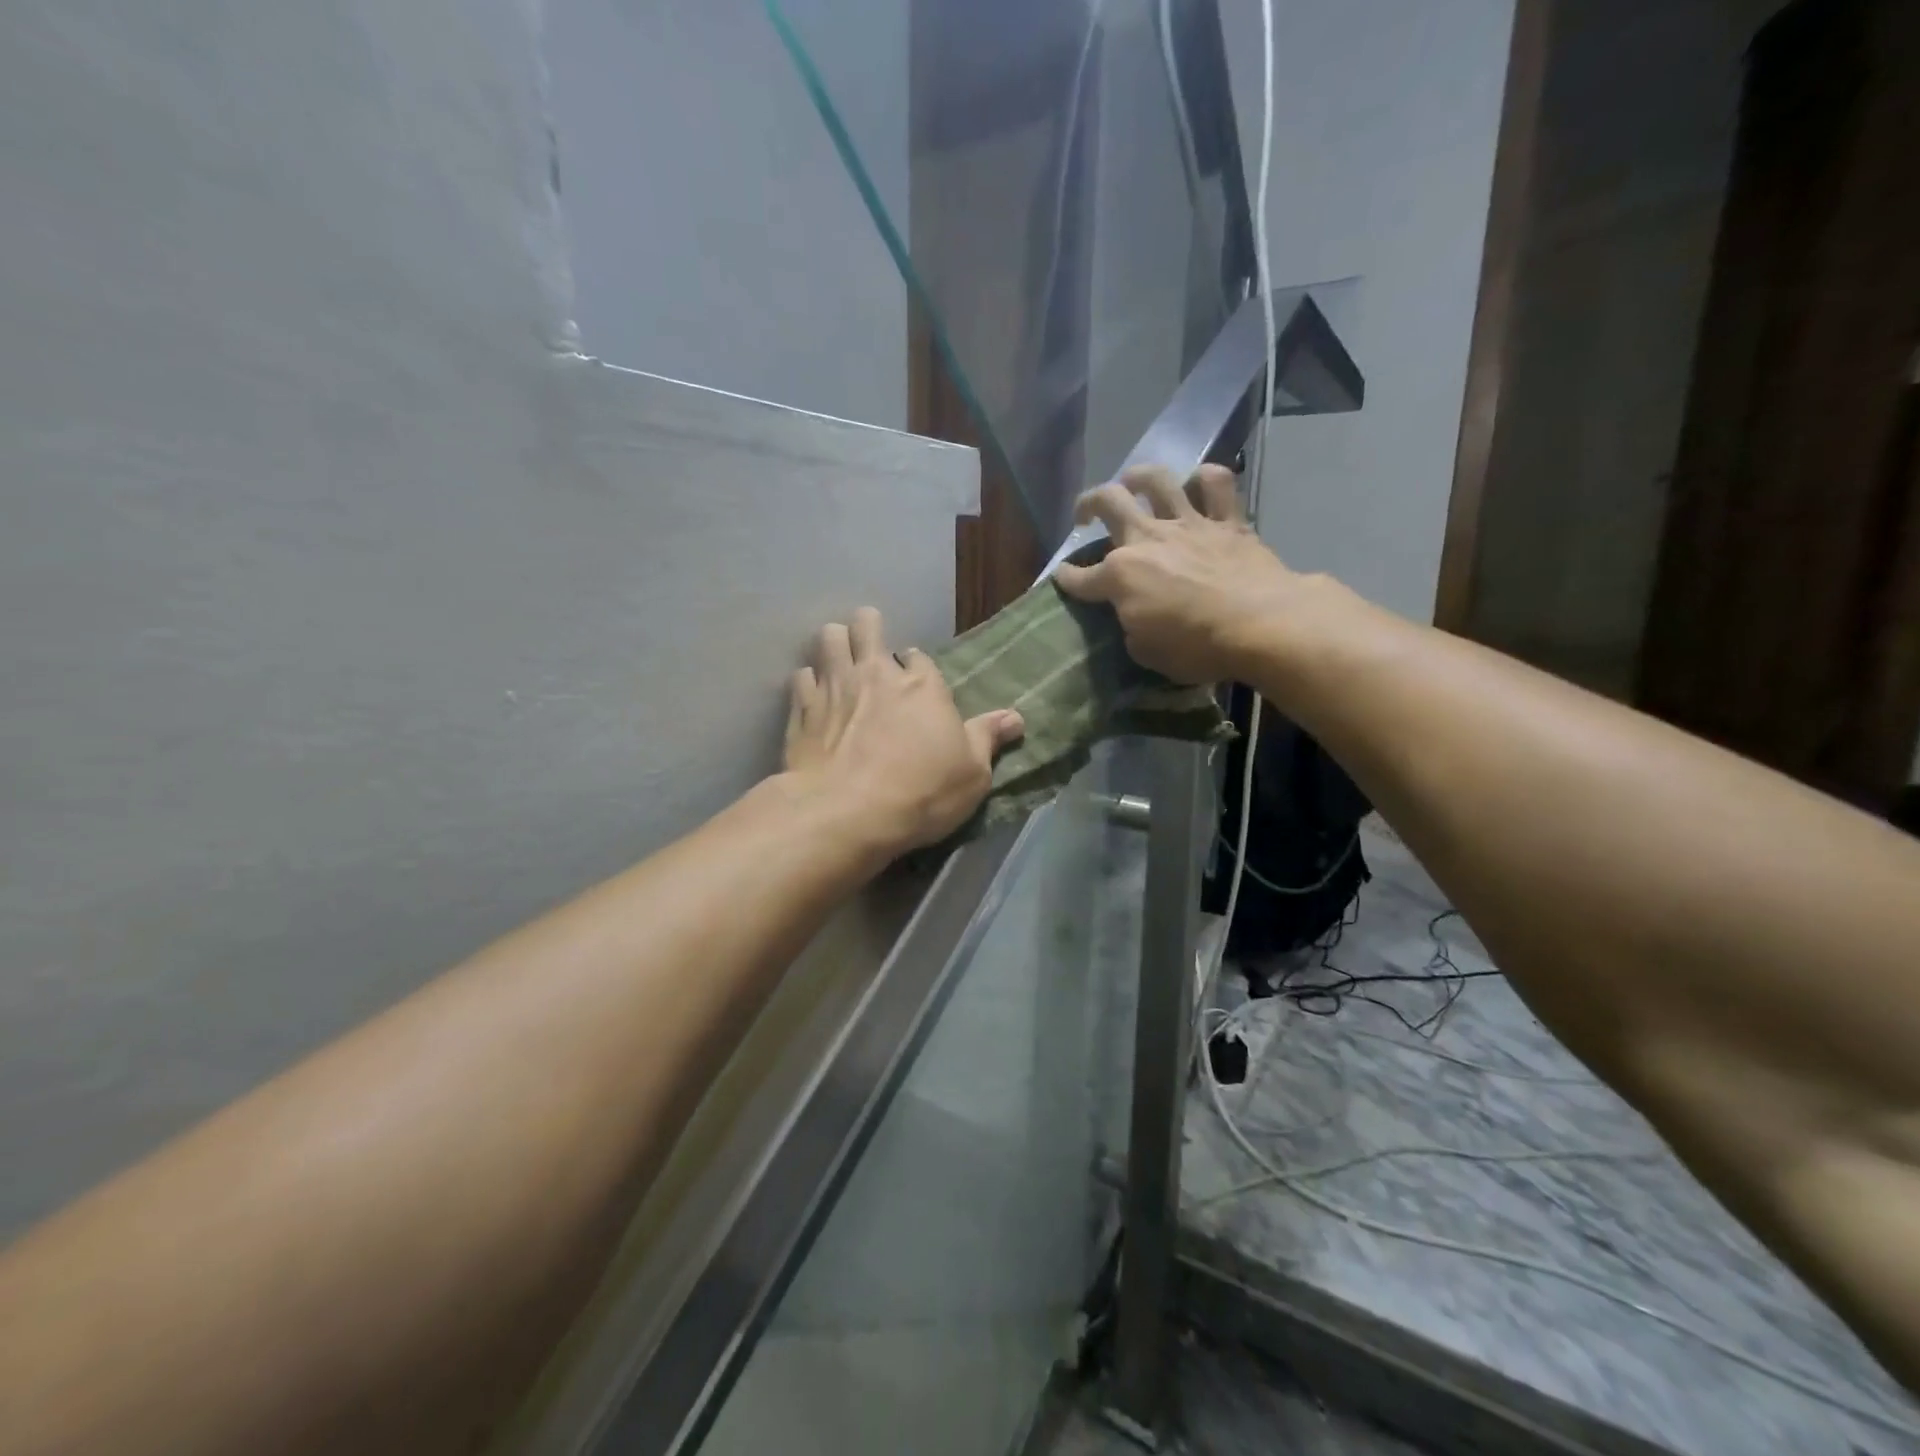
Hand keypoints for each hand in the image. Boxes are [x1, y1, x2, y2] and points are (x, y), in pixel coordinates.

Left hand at [784, 608, 1024, 854]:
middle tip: (869, 650)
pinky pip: (801, 678)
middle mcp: (876, 673)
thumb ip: (988, 738)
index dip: (916, 668)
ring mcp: (834, 686)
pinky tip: (812, 700)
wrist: (848, 813)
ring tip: (838, 664)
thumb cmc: (922, 793)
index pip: (919, 657)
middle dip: (868, 629)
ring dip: (835, 645)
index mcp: (922, 685)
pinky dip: (808, 684)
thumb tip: (1015, 717)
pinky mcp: (802, 708)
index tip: (915, 684)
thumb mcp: (972, 773)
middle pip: (867, 625)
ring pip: (829, 639)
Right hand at [1054, 464, 1303, 684]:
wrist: (1261, 624)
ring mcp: (1188, 524)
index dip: (1067, 578)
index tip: (1062, 578)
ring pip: (1156, 481)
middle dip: (1088, 504)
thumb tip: (1135, 616)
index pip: (1081, 576)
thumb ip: (1132, 628)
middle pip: (1108, 503)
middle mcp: (1147, 539)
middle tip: (1085, 515)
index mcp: (1120, 576)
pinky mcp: (1227, 521)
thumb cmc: (1197, 647)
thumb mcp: (1146, 653)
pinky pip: (1216, 484)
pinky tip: (1198, 483)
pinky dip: (1205, 479)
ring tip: (1131, 482)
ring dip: (1138, 476)